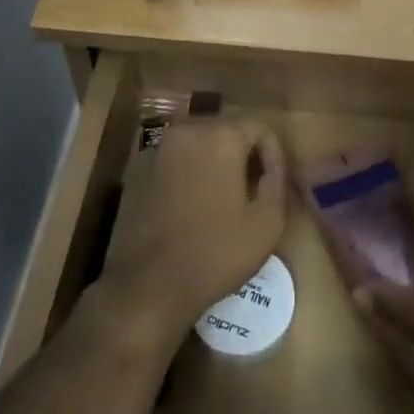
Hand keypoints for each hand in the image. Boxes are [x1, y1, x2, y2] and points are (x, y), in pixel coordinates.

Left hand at [101, 120, 287, 344]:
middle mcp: (187, 131)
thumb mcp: (267, 222)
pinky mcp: (136, 170)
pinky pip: (173, 159)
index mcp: (220, 137)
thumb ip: (276, 181)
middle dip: (242, 153)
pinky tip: (191, 203)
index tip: (274, 181)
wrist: (148, 285)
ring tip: (222, 196)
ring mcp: (157, 149)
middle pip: (225, 130)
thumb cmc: (216, 252)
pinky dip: (187, 172)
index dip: (272, 152)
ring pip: (197, 144)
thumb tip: (272, 165)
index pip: (258, 127)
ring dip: (213, 161)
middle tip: (251, 187)